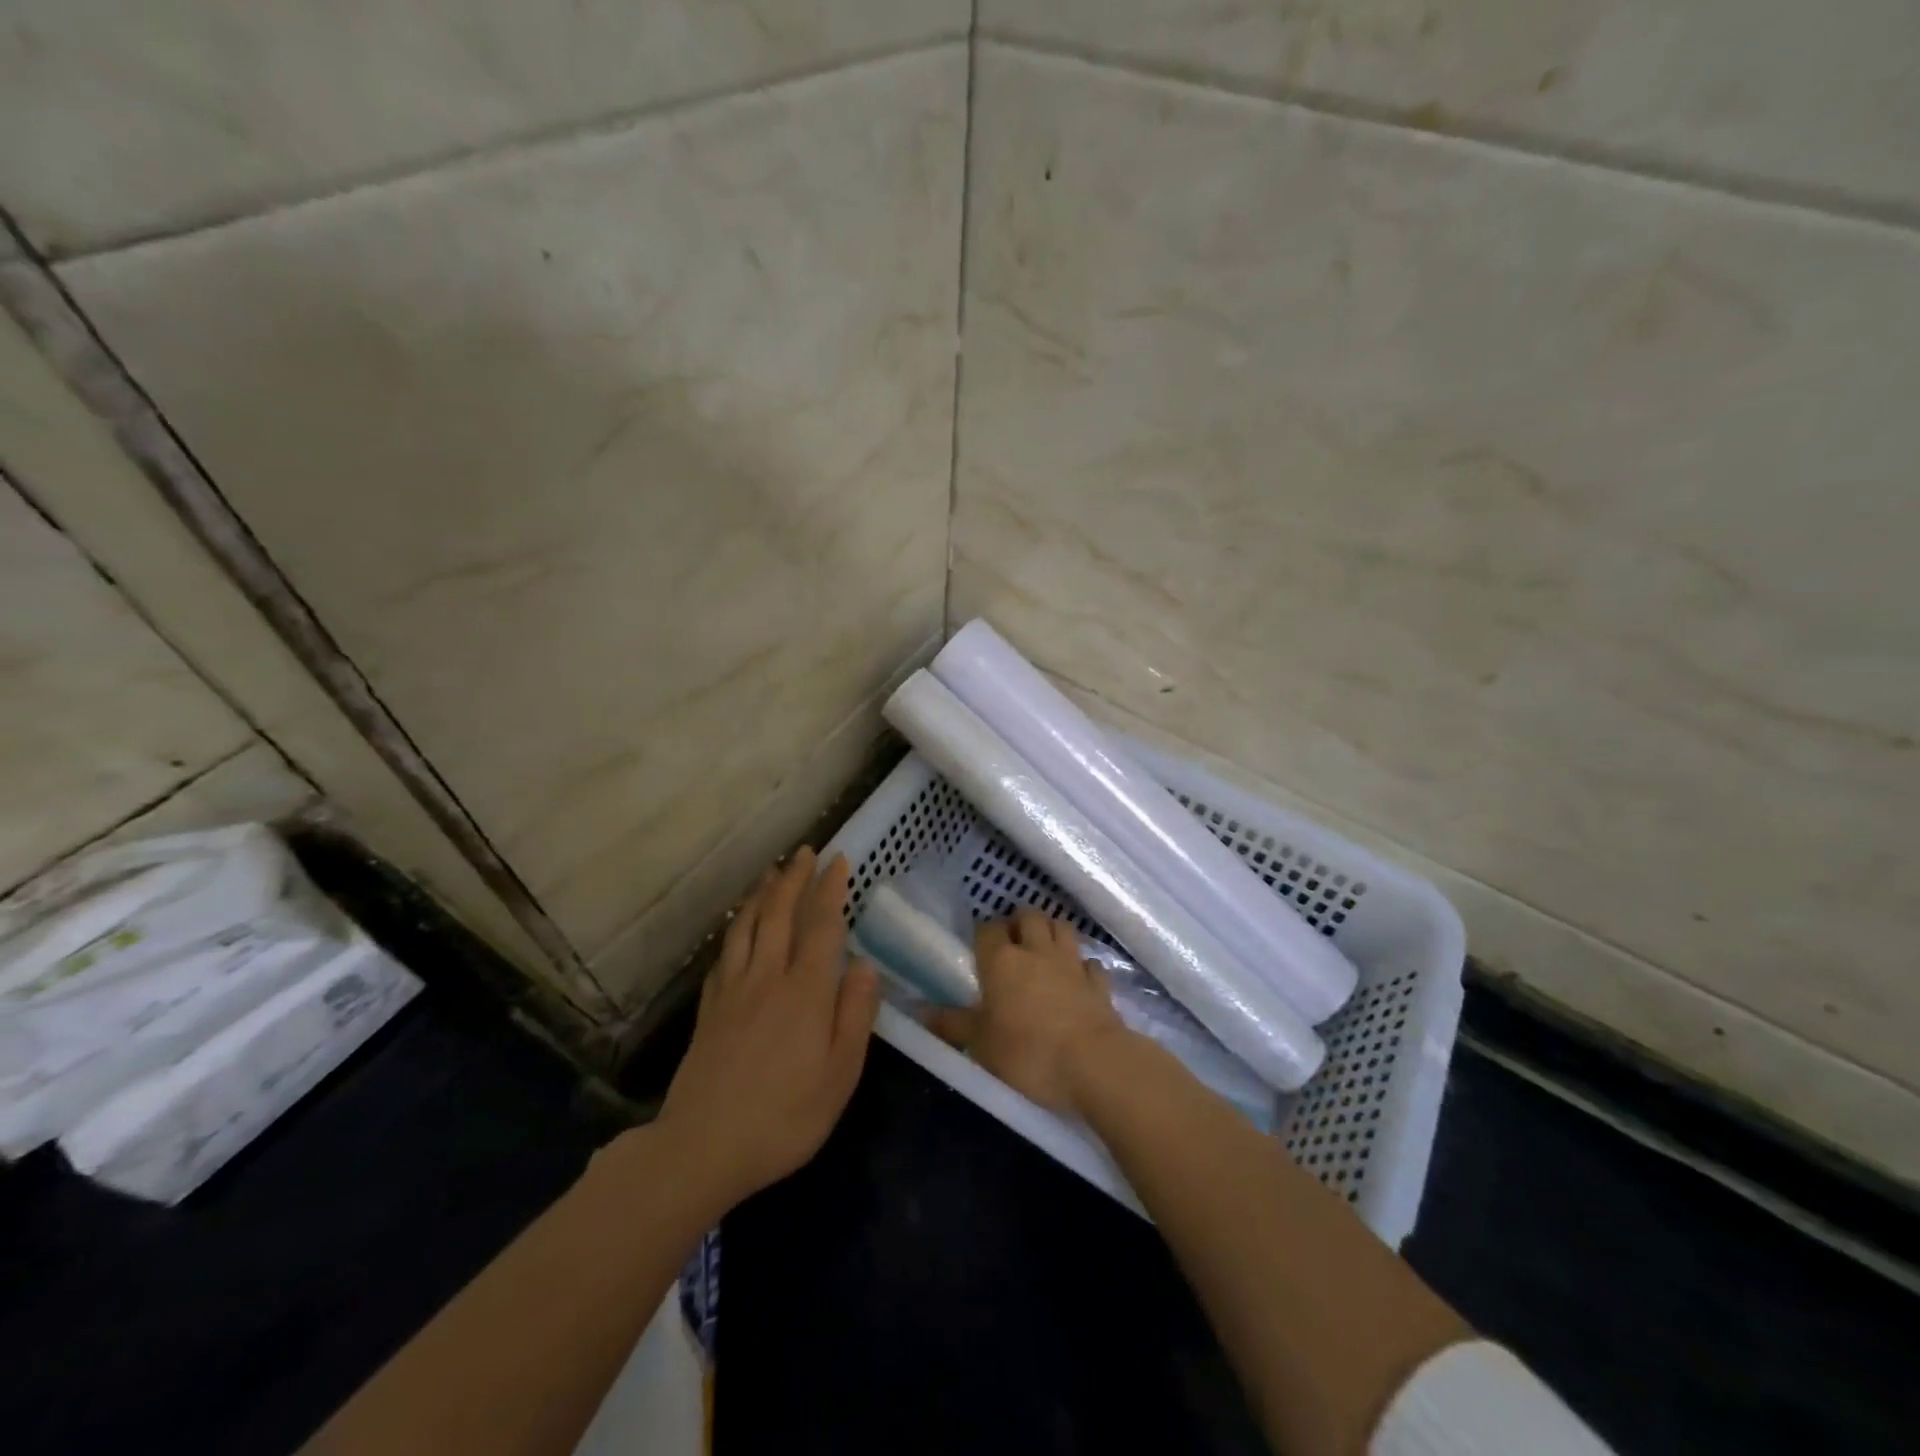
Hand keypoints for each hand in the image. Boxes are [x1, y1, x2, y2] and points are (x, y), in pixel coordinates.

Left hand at [655, 848, 880, 1209]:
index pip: (822, 926)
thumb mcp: (840, 1076)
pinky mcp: (709, 1008)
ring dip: (761, 893)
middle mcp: (768, 977)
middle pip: (780, 914)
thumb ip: (855, 1016)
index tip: (840, 861)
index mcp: (806, 992)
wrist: (702, 1147)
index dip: (832, 890)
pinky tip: (737, 927)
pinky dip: (734, 929)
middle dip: (795, 878)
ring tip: (772, 871)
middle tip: (806, 852)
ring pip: (747, 926)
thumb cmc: (784, 1117)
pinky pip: (724, 953)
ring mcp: (733, 990)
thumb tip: (865, 966)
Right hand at [925, 908, 1134, 1115]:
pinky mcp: (1099, 982)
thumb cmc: (1027, 1053)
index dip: (983, 933)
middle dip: (1019, 922)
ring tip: (1043, 949)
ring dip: (1051, 932)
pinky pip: (1089, 962)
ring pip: (1062, 927)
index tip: (979, 948)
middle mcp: (1036, 951)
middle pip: (1028, 916)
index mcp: (1001, 961)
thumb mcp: (980, 1045)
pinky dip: (1081, 965)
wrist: (1093, 1064)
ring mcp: (1072, 963)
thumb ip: (951, 1024)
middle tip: (1012, 942)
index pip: (987, 929)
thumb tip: (919, 1010)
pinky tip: (1077, 977)